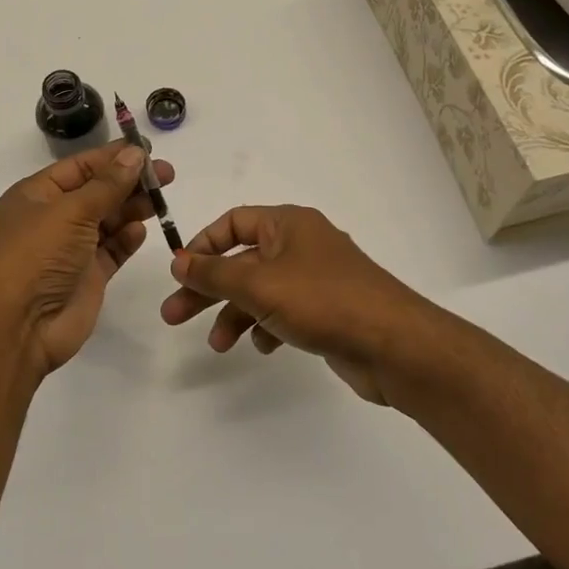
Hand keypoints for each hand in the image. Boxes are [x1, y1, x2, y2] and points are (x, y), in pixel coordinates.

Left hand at [0, 142, 176, 379]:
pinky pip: (111, 251)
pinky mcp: (86, 278)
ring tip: (159, 200)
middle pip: (97, 192)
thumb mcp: (70, 211)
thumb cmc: (35, 256)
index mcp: (36, 195)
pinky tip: (140, 230)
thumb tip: (134, 153)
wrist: (15, 328)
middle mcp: (52, 219)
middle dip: (129, 181)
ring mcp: (69, 250)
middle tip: (167, 175)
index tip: (148, 150)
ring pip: (107, 221)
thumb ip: (107, 184)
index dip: (113, 156)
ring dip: (131, 208)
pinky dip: (126, 240)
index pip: (80, 166)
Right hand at [159, 204, 438, 404]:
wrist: (394, 346)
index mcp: (288, 224)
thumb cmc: (323, 301)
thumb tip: (178, 260)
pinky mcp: (328, 311)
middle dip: (208, 289)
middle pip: (242, 260)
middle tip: (174, 316)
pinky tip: (263, 346)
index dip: (203, 245)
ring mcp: (317, 279)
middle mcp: (302, 245)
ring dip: (235, 314)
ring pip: (261, 291)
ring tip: (218, 345)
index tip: (181, 272)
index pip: (233, 222)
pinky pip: (284, 312)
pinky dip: (267, 326)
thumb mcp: (258, 284)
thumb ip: (214, 273)